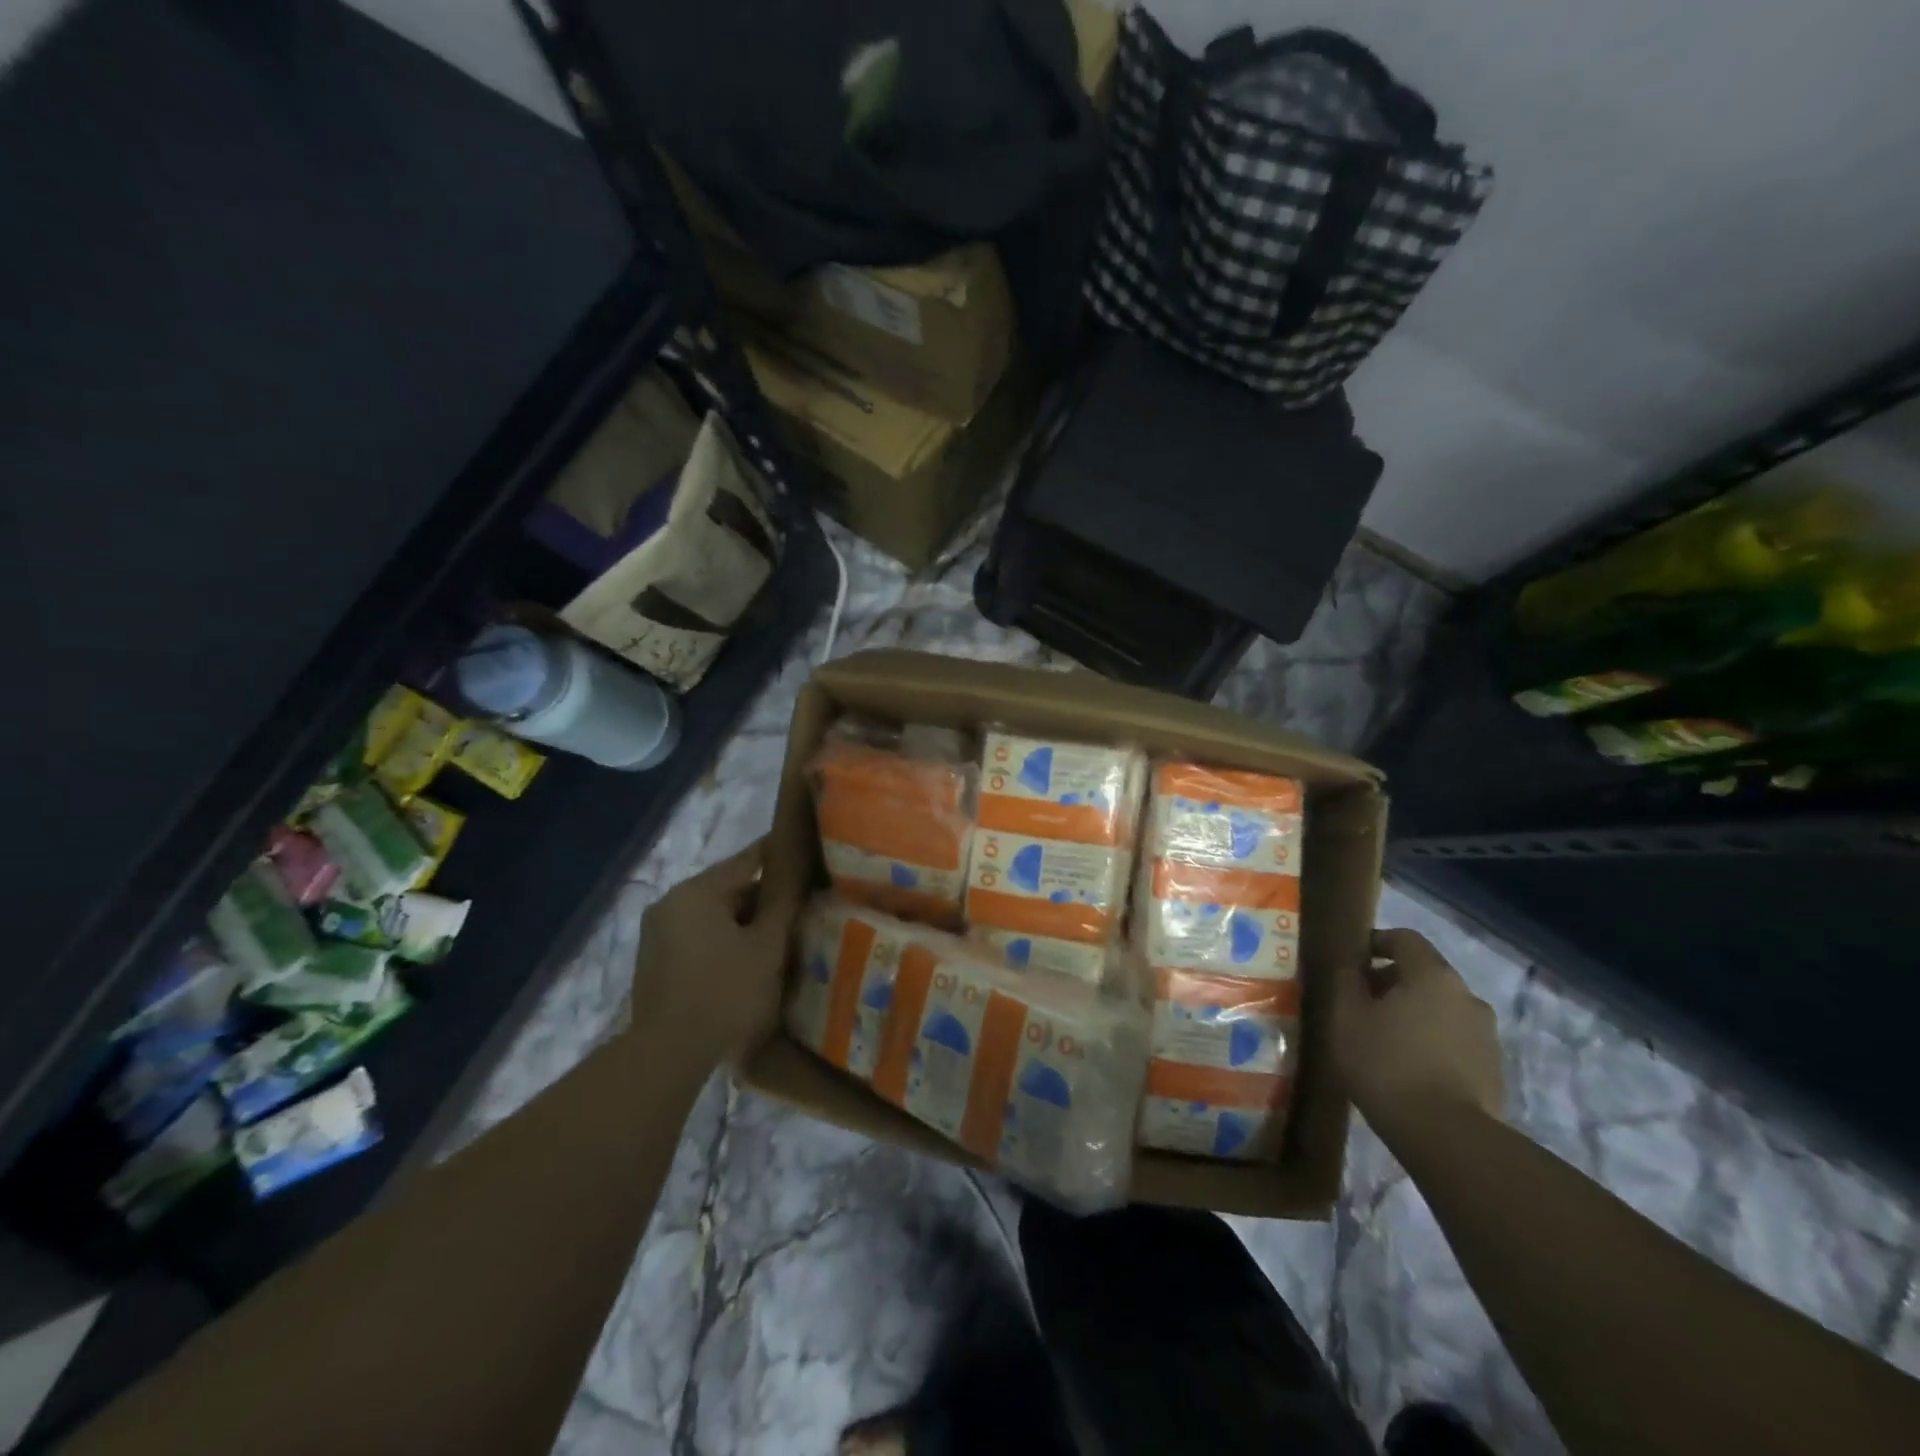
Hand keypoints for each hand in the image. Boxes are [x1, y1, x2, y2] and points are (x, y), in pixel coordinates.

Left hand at [629, 840, 799, 1063]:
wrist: (669, 1055)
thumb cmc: (725, 992)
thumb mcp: (767, 946)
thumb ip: (784, 902)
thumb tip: (799, 868)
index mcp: (696, 891)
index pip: (747, 859)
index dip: (779, 854)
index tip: (806, 851)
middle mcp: (670, 903)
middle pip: (728, 889)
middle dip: (763, 899)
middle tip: (799, 909)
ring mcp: (657, 934)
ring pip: (713, 916)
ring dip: (743, 924)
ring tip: (778, 938)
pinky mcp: (654, 963)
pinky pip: (698, 938)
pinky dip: (723, 942)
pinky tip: (747, 962)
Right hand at [1333, 928, 1503, 1142]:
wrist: (1445, 1136)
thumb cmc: (1386, 1063)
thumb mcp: (1346, 1016)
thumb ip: (1347, 982)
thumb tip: (1350, 966)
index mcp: (1432, 975)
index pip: (1405, 938)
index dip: (1376, 942)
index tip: (1353, 961)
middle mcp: (1467, 996)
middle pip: (1425, 974)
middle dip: (1392, 982)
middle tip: (1362, 1004)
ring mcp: (1486, 1034)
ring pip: (1441, 1009)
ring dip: (1414, 1014)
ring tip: (1384, 1039)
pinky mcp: (1493, 1070)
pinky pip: (1454, 1041)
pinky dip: (1431, 1042)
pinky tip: (1408, 1068)